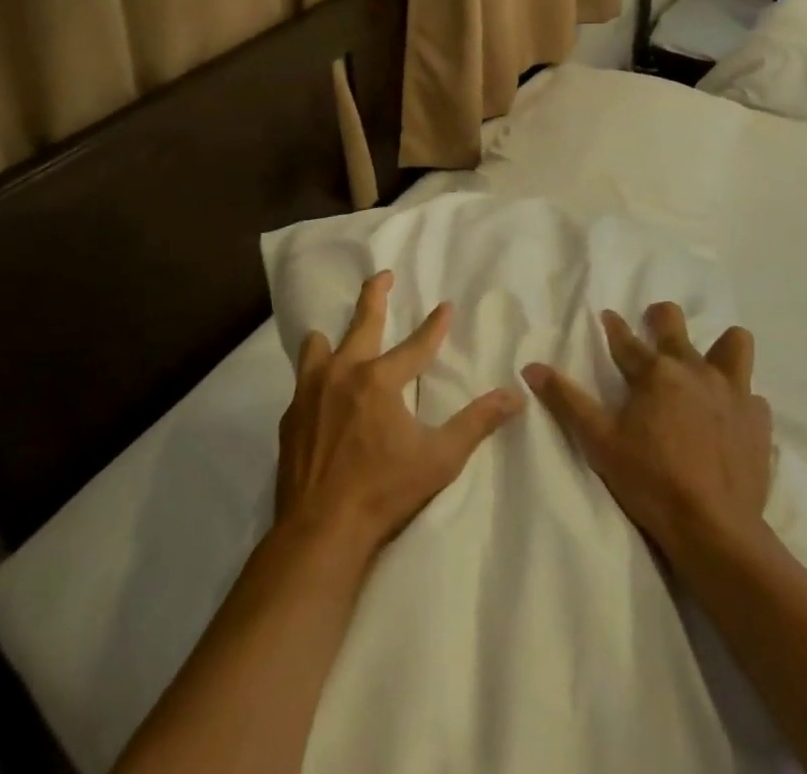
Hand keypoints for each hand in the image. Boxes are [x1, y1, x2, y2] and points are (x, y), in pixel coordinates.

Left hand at [276, 270, 523, 558]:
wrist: (320, 531)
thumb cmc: (384, 493)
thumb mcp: (439, 459)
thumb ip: (476, 423)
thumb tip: (514, 396)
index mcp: (381, 380)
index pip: (416, 344)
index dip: (435, 325)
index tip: (445, 306)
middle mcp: (344, 373)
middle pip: (362, 322)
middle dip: (375, 295)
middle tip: (383, 275)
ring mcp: (311, 392)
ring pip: (318, 345)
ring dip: (331, 337)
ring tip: (335, 336)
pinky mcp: (291, 416)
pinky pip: (303, 381)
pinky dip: (314, 376)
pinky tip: (318, 392)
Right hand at [523, 303, 771, 555]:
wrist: (714, 529)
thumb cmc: (650, 481)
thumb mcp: (599, 441)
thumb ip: (567, 400)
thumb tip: (531, 367)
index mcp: (655, 372)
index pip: (626, 340)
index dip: (614, 326)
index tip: (608, 317)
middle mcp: (695, 369)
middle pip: (675, 324)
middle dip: (661, 318)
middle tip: (655, 328)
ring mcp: (732, 392)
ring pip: (734, 343)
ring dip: (720, 348)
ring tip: (708, 366)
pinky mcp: (758, 421)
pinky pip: (752, 395)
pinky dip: (740, 400)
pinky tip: (730, 417)